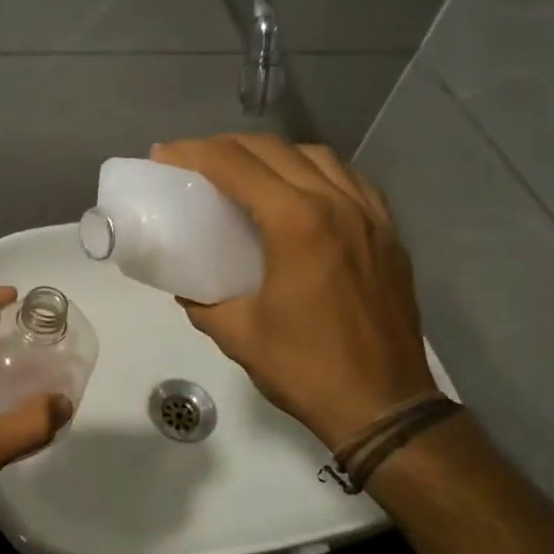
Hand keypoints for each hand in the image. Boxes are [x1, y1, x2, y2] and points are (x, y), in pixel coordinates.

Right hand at [151, 134, 434, 449]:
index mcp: (296, 224)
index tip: (164, 155)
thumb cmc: (306, 369)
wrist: (384, 406)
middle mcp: (337, 204)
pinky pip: (350, 180)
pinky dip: (316, 173)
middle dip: (227, 146)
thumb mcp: (238, 334)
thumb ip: (202, 302)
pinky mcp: (389, 233)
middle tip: (195, 162)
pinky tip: (302, 193)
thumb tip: (186, 287)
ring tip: (247, 173)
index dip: (193, 152)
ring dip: (273, 155)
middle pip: (273, 150)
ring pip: (317, 156)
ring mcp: (370, 216)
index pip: (235, 165)